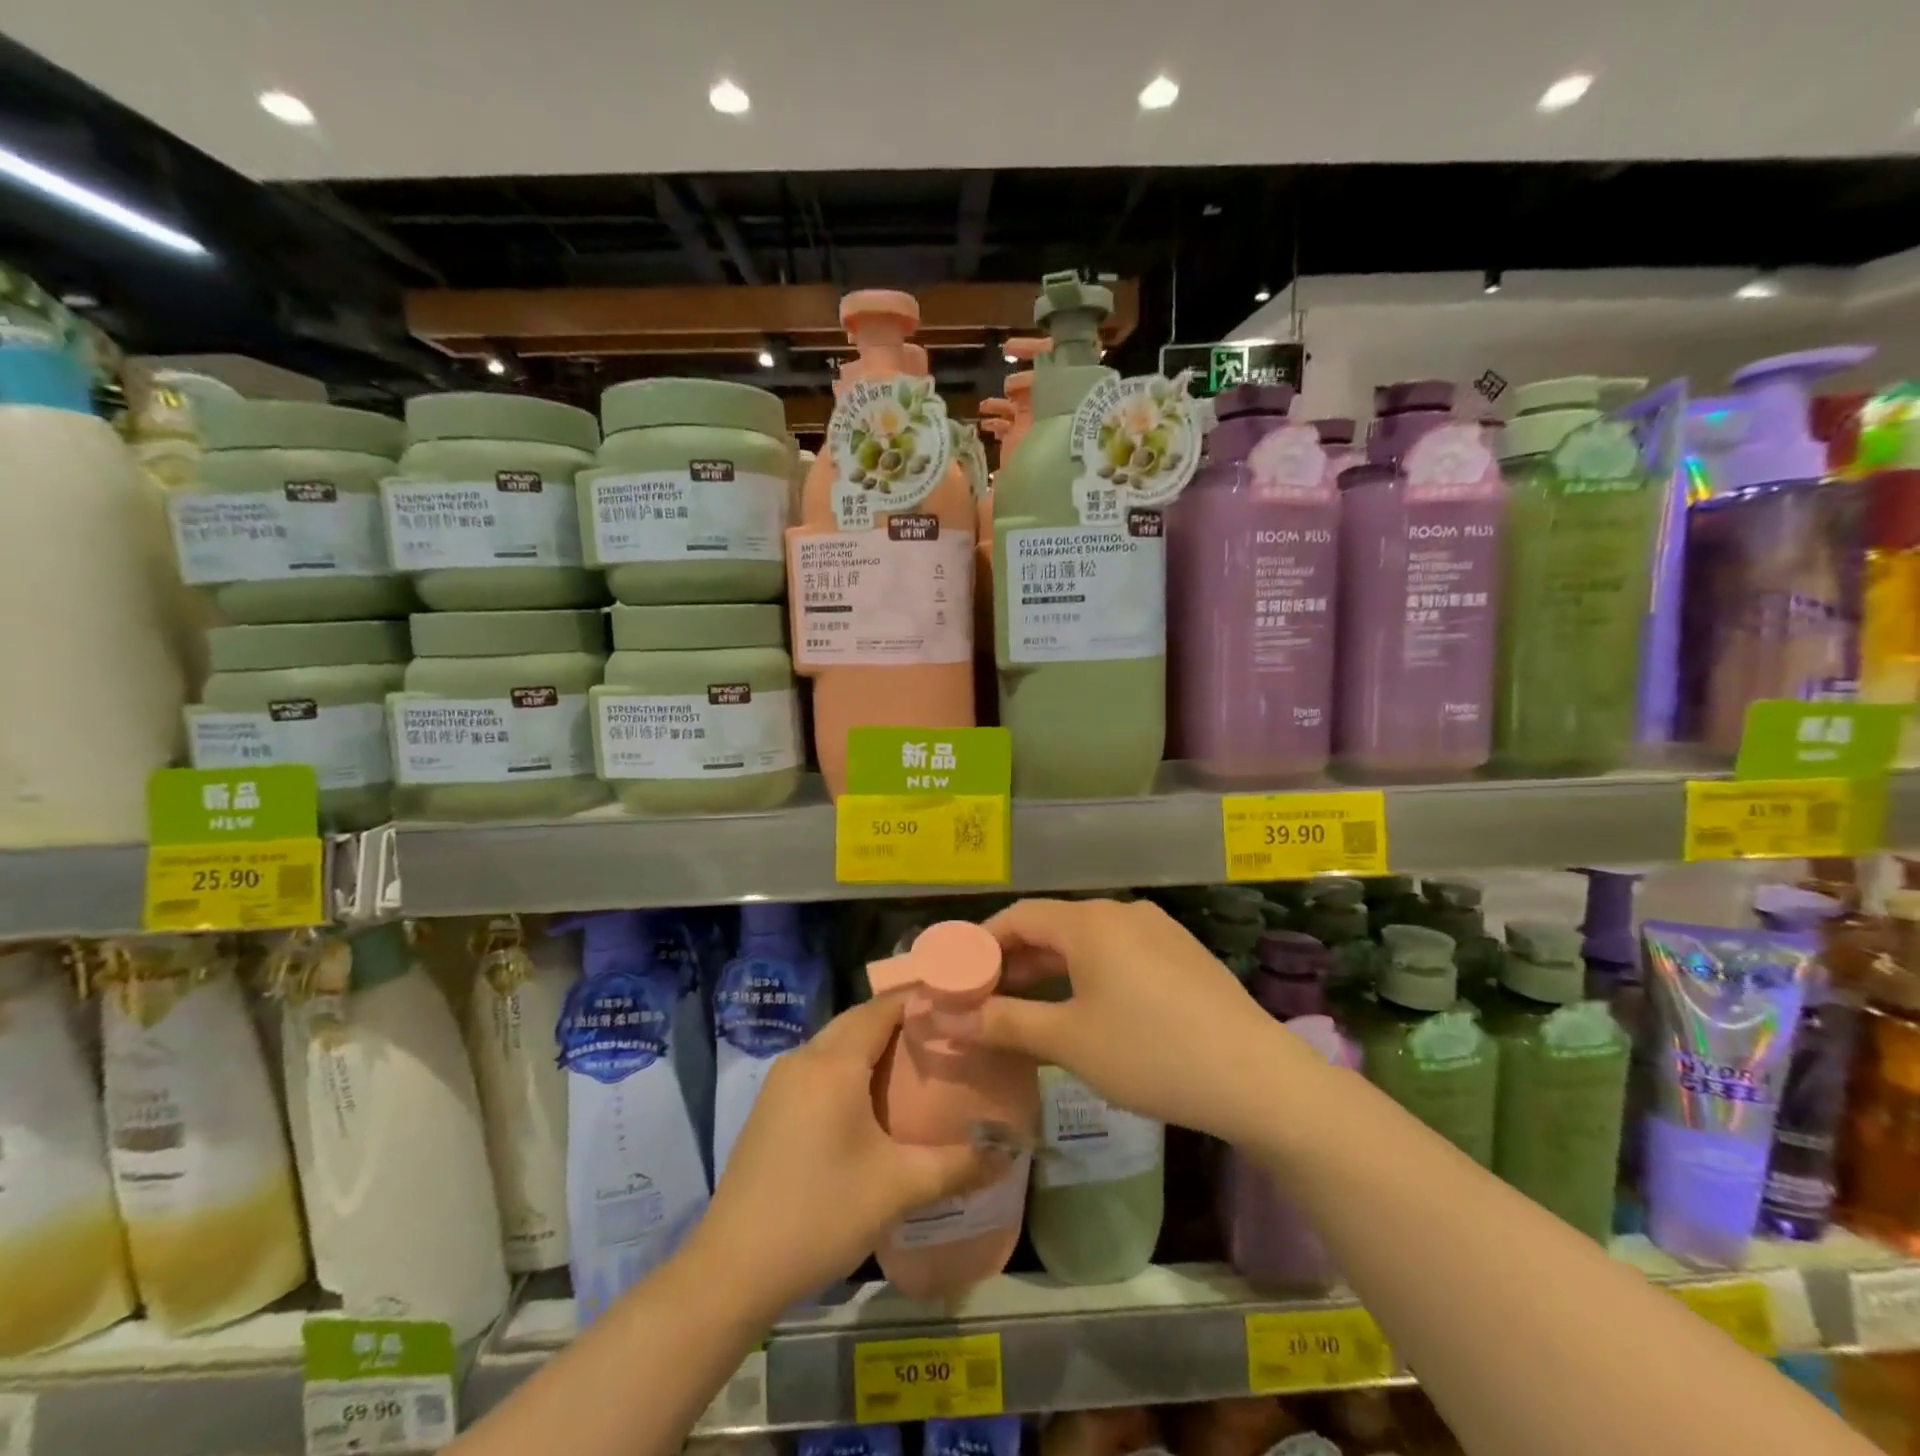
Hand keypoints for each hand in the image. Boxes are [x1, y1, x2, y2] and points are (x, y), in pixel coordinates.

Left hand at [695, 993, 1002, 1312]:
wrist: (733, 1269)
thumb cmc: (820, 1215)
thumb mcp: (897, 1189)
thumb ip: (957, 1165)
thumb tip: (1009, 1152)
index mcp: (833, 1064)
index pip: (881, 1008)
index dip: (918, 1000)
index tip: (956, 1006)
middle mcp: (804, 1059)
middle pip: (857, 1020)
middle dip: (898, 1020)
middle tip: (943, 1036)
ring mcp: (781, 1082)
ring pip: (835, 1043)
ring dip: (871, 1043)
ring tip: (914, 1063)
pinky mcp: (770, 1107)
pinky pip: (818, 1066)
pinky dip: (848, 1065)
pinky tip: (870, 1099)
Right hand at [946, 898, 1290, 1144]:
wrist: (1256, 1077)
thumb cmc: (1149, 1052)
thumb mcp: (1068, 1041)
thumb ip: (1005, 1023)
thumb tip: (948, 1019)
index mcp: (1090, 921)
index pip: (1019, 916)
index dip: (983, 943)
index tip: (960, 976)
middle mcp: (1122, 912)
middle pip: (1054, 926)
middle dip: (1016, 961)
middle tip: (987, 999)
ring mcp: (1158, 930)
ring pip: (1088, 942)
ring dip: (1053, 969)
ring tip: (1030, 1008)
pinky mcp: (1183, 954)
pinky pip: (1120, 953)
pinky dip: (1090, 973)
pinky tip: (1089, 1010)